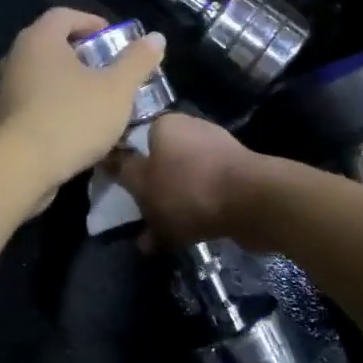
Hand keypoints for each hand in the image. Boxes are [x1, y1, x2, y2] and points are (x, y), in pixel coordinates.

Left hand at [0, 8, 166, 205]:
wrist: (20, 168)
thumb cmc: (72, 118)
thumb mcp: (116, 89)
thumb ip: (137, 61)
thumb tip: (156, 38)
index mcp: (39, 40)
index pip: (63, 15)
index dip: (91, 22)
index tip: (112, 39)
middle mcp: (15, 58)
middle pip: (50, 46)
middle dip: (80, 55)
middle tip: (107, 70)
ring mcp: (4, 90)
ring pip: (40, 77)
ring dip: (66, 84)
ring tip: (93, 101)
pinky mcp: (0, 121)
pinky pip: (31, 104)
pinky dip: (52, 107)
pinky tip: (73, 128)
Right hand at [106, 112, 265, 247]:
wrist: (254, 202)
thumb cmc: (189, 188)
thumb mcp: (143, 183)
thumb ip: (123, 173)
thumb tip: (108, 160)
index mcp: (167, 124)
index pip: (136, 140)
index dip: (126, 166)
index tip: (121, 192)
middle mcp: (193, 131)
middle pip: (161, 163)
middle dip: (152, 193)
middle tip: (142, 219)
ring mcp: (219, 154)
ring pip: (184, 182)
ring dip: (173, 208)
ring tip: (160, 238)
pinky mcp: (238, 177)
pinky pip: (206, 196)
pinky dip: (196, 214)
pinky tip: (187, 238)